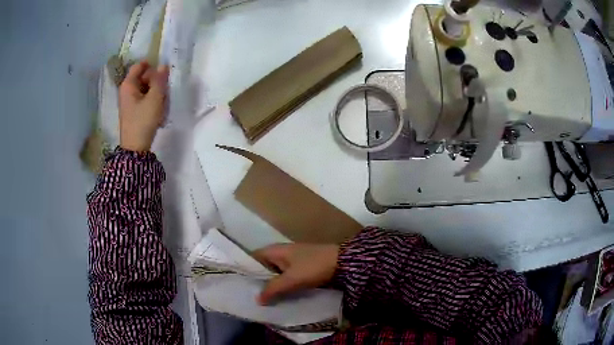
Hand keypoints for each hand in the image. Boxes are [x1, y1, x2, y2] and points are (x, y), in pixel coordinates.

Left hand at [119, 61, 169, 151]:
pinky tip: (159, 111)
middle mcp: (127, 90)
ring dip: (157, 93)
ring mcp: (130, 101)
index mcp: (128, 84)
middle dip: (156, 81)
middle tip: (165, 92)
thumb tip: (163, 65)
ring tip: (163, 104)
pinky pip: (145, 98)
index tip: (163, 72)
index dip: (152, 65)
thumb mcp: (155, 98)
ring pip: (146, 88)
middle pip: (144, 77)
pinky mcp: (134, 110)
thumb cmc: (143, 120)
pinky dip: (153, 101)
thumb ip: (160, 80)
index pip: (140, 65)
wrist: (135, 147)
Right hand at [252, 243, 339, 304]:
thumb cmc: (313, 267)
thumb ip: (273, 289)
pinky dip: (281, 286)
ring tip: (261, 301)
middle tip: (249, 297)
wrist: (342, 262)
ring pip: (274, 274)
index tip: (239, 286)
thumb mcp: (291, 279)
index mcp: (274, 250)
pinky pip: (285, 277)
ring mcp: (291, 260)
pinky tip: (278, 297)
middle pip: (263, 268)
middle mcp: (280, 253)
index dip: (245, 271)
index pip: (252, 258)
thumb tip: (257, 299)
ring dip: (270, 285)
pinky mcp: (300, 268)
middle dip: (258, 282)